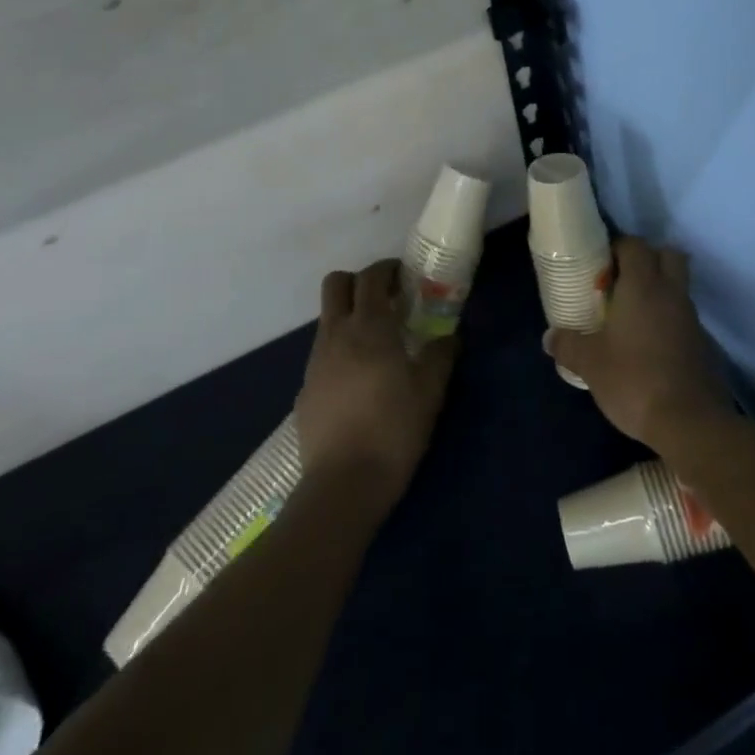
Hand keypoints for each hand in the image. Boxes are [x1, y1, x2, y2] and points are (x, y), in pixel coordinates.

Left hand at [295, 259, 457, 513]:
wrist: (342, 485)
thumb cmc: (393, 430)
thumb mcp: (430, 392)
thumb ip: (441, 356)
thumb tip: (449, 337)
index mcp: (369, 326)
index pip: (371, 276)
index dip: (387, 269)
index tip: (404, 278)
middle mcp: (336, 334)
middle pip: (336, 284)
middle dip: (358, 282)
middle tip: (385, 300)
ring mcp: (315, 361)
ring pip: (327, 319)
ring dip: (349, 317)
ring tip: (376, 344)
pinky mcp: (305, 389)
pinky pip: (322, 354)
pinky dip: (339, 352)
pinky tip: (358, 382)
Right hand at [545, 237, 734, 454]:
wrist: (691, 424)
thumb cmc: (634, 380)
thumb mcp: (590, 364)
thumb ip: (568, 345)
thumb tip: (549, 337)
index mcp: (643, 286)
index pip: (635, 245)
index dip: (618, 247)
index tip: (600, 264)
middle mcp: (671, 293)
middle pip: (668, 255)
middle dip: (647, 259)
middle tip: (622, 281)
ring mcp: (692, 319)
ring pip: (678, 287)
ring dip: (659, 291)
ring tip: (632, 316)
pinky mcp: (704, 344)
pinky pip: (684, 318)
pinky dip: (669, 321)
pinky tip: (650, 346)